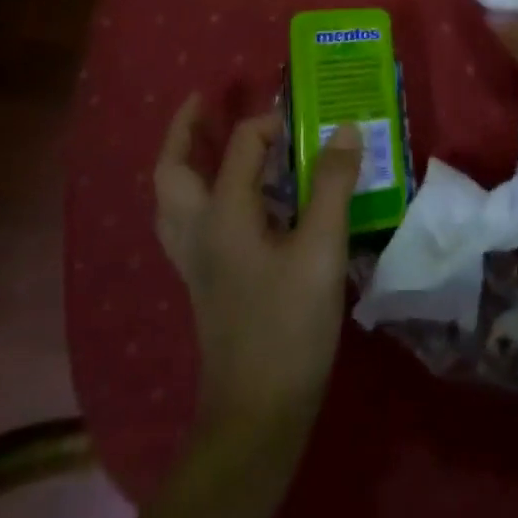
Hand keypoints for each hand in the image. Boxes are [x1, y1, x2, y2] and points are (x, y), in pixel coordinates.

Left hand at [154, 98, 361, 479]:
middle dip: (184, 130)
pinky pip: (189, 222)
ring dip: (185, 163)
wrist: (257, 414)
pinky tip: (234, 202)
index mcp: (222, 214)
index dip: (274, 124)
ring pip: (173, 198)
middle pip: (173, 169)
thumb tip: (344, 129)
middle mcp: (198, 230)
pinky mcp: (204, 282)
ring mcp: (195, 260)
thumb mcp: (321, 250)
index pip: (242, 144)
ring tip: (208, 142)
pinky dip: (200, 195)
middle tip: (205, 102)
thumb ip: (332, 185)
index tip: (310, 125)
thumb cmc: (289, 327)